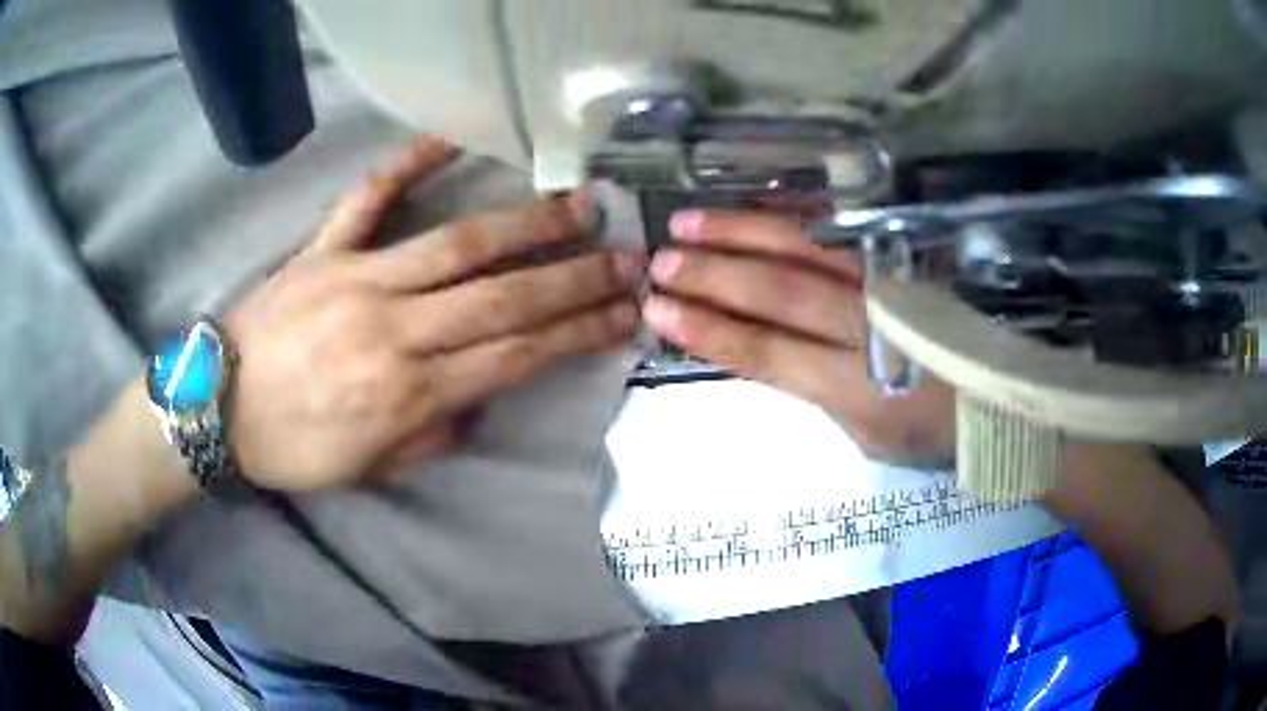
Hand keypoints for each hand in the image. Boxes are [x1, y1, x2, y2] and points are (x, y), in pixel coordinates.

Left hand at [225, 138, 641, 490]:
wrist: (218, 408)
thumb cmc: (294, 447)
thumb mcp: (370, 468)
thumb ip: (432, 435)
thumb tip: (476, 399)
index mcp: (408, 392)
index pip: (514, 356)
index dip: (575, 333)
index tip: (622, 314)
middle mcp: (394, 329)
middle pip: (501, 298)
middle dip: (573, 277)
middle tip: (625, 256)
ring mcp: (357, 279)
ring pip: (456, 246)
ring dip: (525, 225)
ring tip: (577, 206)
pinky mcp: (321, 250)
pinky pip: (368, 200)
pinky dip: (407, 164)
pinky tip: (451, 139)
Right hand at [641, 209, 953, 461]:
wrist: (998, 394)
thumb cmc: (931, 430)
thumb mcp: (868, 436)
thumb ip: (815, 391)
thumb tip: (761, 350)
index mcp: (856, 387)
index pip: (765, 352)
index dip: (707, 329)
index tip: (658, 311)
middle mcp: (867, 327)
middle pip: (778, 291)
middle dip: (712, 274)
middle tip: (659, 260)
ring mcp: (884, 283)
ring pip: (803, 249)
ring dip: (741, 232)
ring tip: (688, 221)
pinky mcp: (897, 259)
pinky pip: (837, 231)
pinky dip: (791, 217)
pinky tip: (755, 208)